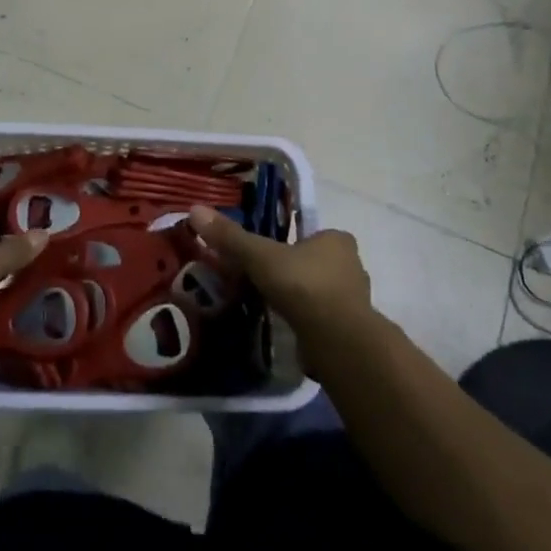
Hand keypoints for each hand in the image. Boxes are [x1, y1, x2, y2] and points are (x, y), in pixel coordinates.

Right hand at [187, 207, 371, 342]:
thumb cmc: (303, 285)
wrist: (337, 341)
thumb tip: (195, 209)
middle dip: (292, 271)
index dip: (291, 242)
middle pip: (315, 263)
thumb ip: (231, 237)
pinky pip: (321, 318)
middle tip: (263, 280)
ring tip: (269, 305)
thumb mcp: (260, 256)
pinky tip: (285, 327)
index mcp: (337, 240)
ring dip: (298, 298)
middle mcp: (352, 265)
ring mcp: (354, 300)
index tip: (268, 255)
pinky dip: (305, 321)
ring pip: (319, 292)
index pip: (312, 235)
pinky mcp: (350, 330)